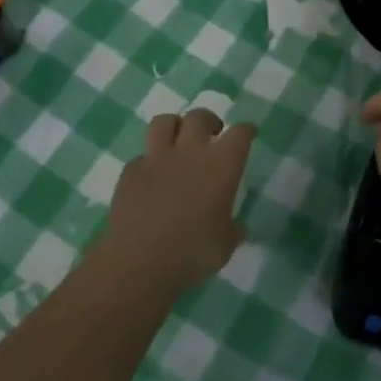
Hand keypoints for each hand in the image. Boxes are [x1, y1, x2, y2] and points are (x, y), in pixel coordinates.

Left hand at [100, 109, 255, 295]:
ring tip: (178, 142)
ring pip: (164, 122)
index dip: (246, 130)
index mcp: (221, 166)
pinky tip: (152, 179)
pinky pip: (142, 157)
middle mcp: (190, 153)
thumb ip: (231, 230)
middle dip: (209, 121)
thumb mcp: (224, 246)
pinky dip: (149, 163)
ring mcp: (157, 159)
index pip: (240, 134)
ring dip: (175, 127)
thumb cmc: (191, 254)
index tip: (249, 133)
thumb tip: (235, 228)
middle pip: (200, 117)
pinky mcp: (130, 172)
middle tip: (213, 134)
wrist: (138, 263)